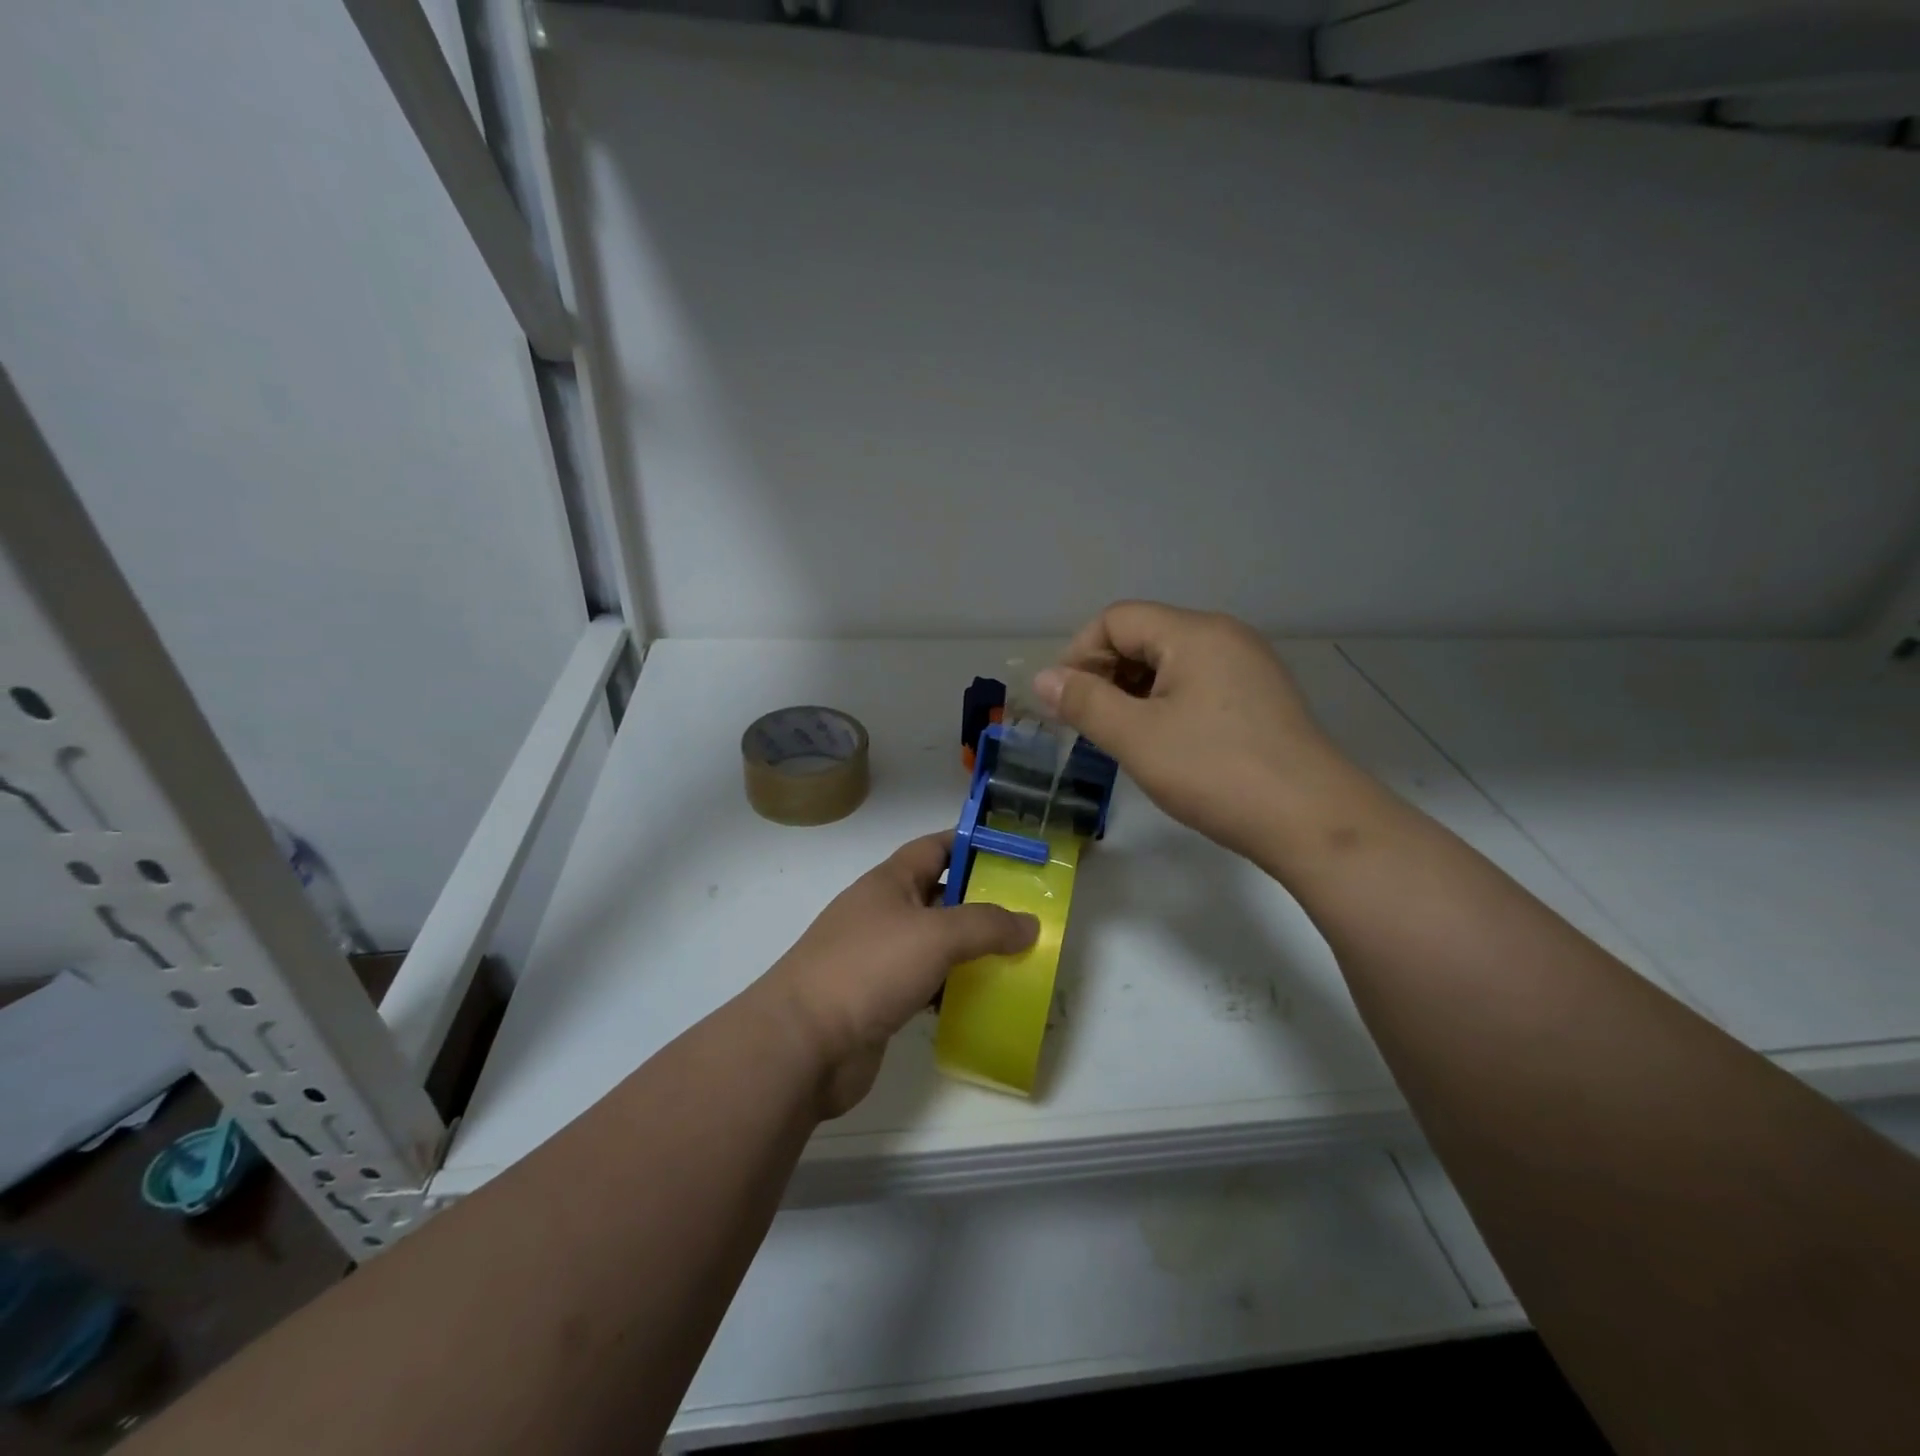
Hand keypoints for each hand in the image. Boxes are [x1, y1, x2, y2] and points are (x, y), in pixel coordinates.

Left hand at [758, 833, 1038, 1117]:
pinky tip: (984, 1000)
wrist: (802, 1044)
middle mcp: (883, 914)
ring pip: (935, 945)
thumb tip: (1030, 923)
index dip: (971, 842)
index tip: (1013, 850)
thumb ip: (986, 925)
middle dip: (981, 902)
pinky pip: (926, 985)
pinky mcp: (880, 1000)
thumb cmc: (868, 968)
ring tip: (1018, 957)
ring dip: (971, 950)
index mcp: (890, 882)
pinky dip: (953, 989)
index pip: (935, 847)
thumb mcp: (935, 935)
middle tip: (1028, 911)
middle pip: (940, 897)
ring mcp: (879, 958)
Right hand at [1033, 601, 1354, 861]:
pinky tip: (1162, 744)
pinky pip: (1197, 685)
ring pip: (1170, 664)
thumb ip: (1084, 702)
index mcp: (1194, 634)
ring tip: (1121, 739)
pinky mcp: (1260, 698)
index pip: (1116, 619)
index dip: (1080, 655)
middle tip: (1088, 725)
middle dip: (1105, 675)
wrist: (1311, 820)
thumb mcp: (1136, 738)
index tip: (1065, 703)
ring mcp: (1248, 667)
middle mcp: (1224, 637)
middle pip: (1144, 637)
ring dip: (1133, 693)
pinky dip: (1166, 705)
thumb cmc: (1215, 772)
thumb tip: (1043, 679)